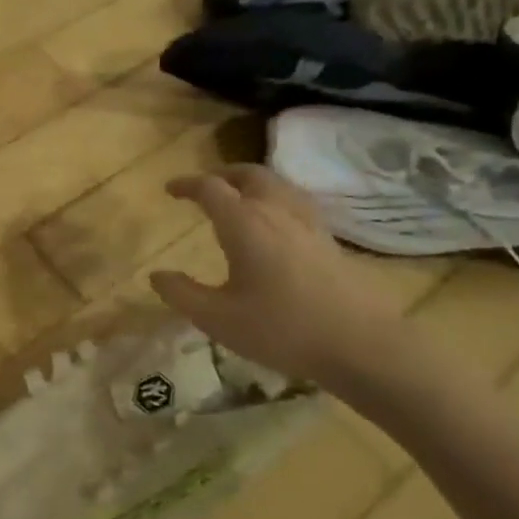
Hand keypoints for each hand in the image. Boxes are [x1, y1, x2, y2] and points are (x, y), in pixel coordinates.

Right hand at [150, 165, 404, 387]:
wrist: (361, 344)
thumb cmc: (281, 329)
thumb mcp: (217, 319)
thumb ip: (182, 293)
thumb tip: (156, 274)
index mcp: (244, 223)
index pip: (210, 188)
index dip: (187, 185)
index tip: (170, 189)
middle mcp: (276, 212)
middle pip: (249, 174)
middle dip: (222, 174)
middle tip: (205, 186)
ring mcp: (308, 223)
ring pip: (277, 184)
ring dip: (252, 182)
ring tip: (239, 197)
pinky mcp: (328, 239)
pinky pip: (296, 202)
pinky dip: (276, 198)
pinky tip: (277, 222)